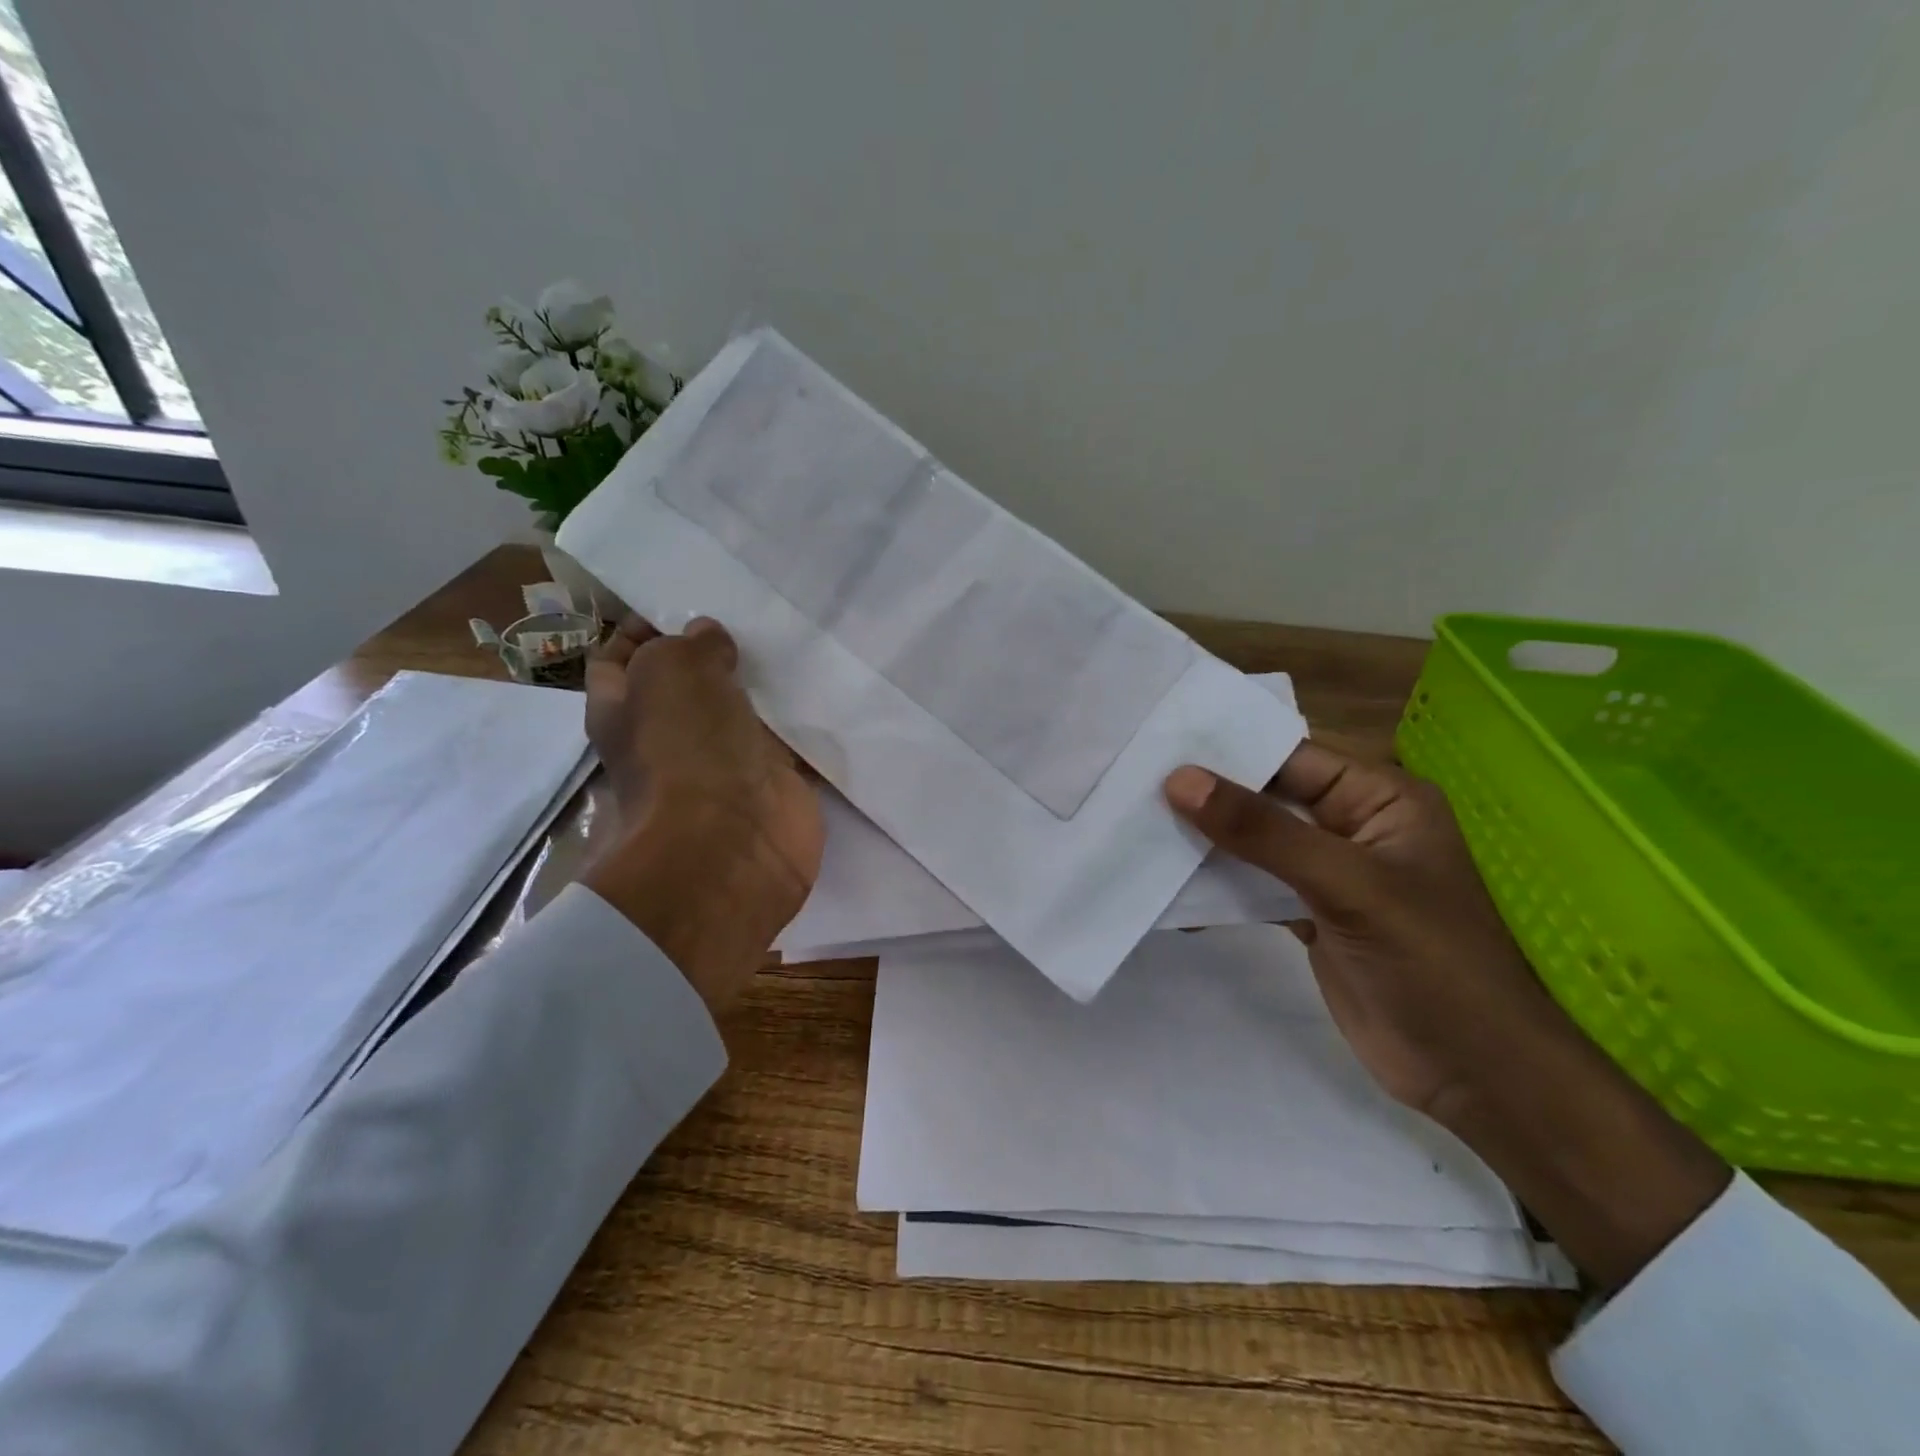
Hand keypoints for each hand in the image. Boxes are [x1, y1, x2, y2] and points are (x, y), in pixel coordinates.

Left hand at [582, 616, 822, 1016]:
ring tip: (793, 636)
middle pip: (690, 683)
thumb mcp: (670, 671)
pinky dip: (806, 720)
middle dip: (715, 651)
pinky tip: (826, 682)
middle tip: (752, 612)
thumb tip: (708, 637)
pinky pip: (791, 741)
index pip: (620, 657)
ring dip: (764, 683)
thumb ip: (689, 645)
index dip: (644, 626)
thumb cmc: (684, 750)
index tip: (687, 599)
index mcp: (626, 711)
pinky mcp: (775, 782)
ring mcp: (726, 763)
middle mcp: (672, 737)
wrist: (733, 842)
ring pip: (744, 710)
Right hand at [1166, 746, 1728, 1288]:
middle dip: (1208, 794)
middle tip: (1132, 780)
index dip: (1227, 749)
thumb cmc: (1431, 962)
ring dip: (1205, 838)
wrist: (1475, 1076)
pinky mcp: (1308, 915)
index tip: (1157, 744)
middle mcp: (1352, 826)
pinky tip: (1166, 878)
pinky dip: (1215, 882)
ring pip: (1255, 842)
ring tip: (1134, 821)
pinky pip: (1252, 884)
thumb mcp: (1347, 885)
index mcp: (1379, 799)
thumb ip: (1262, 832)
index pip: (1291, 757)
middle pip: (1268, 798)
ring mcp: (1328, 875)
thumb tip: (1180, 779)